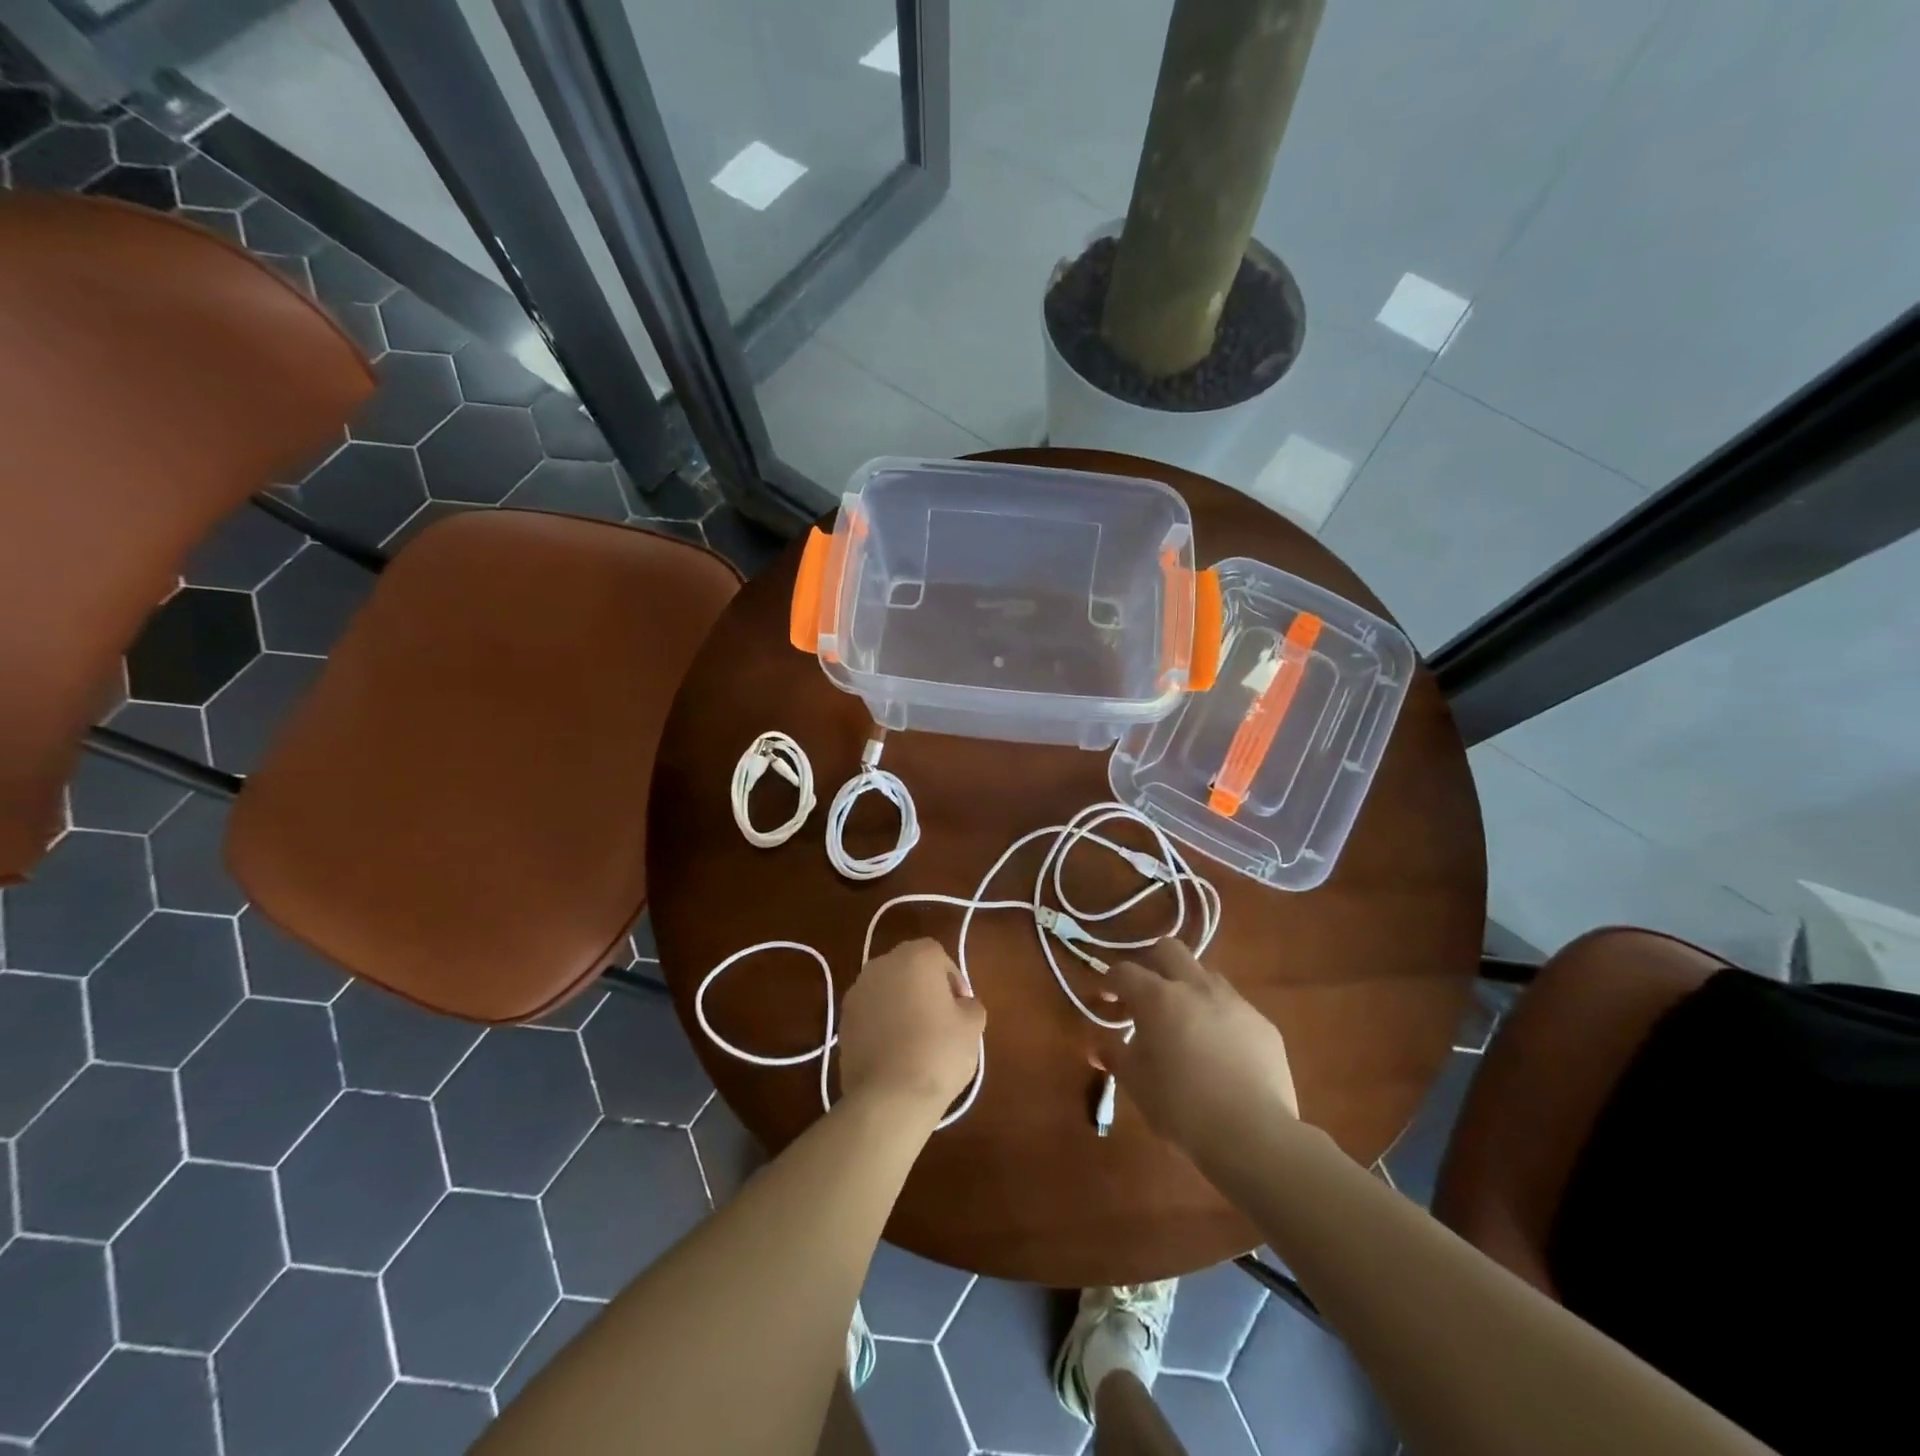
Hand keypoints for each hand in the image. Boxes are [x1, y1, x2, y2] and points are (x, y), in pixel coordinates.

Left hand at [838, 938, 984, 1118]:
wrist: (889, 1096)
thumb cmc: (938, 1052)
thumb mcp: (972, 1027)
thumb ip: (970, 1005)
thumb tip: (961, 1005)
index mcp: (915, 956)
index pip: (938, 956)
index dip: (953, 980)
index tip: (961, 1007)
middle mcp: (881, 964)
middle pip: (908, 968)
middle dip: (924, 987)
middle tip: (940, 1019)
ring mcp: (857, 992)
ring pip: (886, 989)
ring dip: (900, 1003)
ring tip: (915, 1037)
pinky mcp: (842, 1020)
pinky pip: (870, 1013)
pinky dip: (881, 1023)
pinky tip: (894, 1051)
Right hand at [1101, 939, 1298, 1158]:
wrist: (1255, 1135)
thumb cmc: (1182, 1107)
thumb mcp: (1137, 1085)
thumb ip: (1117, 1058)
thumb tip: (1100, 1048)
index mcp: (1158, 998)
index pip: (1125, 972)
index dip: (1111, 981)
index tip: (1106, 998)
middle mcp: (1196, 988)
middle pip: (1169, 950)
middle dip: (1151, 964)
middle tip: (1145, 995)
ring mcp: (1234, 1003)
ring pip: (1205, 975)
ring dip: (1188, 989)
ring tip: (1184, 1024)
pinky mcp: (1263, 1024)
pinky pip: (1234, 1008)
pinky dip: (1219, 1018)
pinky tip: (1220, 1052)